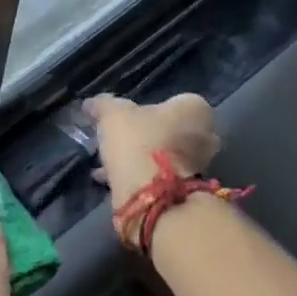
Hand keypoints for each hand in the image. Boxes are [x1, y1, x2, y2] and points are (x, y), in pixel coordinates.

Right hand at [86, 93, 219, 209]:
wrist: (150, 193)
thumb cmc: (138, 141)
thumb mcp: (112, 115)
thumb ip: (103, 105)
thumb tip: (90, 103)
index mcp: (195, 108)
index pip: (172, 102)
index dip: (146, 111)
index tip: (126, 121)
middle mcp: (206, 134)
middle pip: (171, 130)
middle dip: (148, 136)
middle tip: (121, 142)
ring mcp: (200, 164)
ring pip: (165, 156)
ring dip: (142, 158)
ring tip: (111, 163)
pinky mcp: (187, 189)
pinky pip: (159, 177)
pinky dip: (140, 176)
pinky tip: (112, 179)